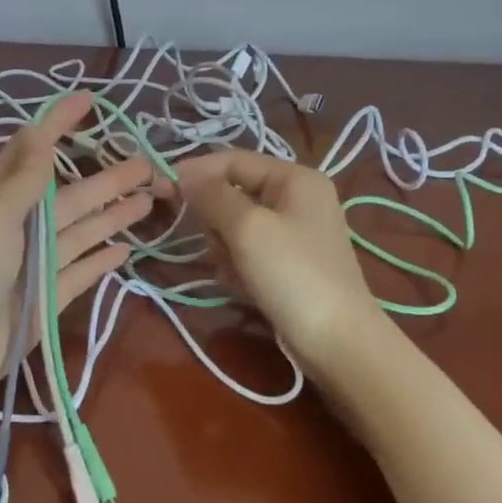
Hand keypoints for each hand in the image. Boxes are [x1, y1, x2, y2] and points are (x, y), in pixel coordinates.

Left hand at [0, 93, 158, 412]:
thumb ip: (24, 179)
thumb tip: (37, 129)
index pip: (34, 152)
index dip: (59, 124)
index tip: (89, 100)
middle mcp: (19, 227)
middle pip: (70, 196)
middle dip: (106, 178)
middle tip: (148, 163)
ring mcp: (35, 264)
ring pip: (81, 232)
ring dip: (112, 215)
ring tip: (149, 199)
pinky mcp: (47, 298)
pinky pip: (81, 273)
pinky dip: (101, 261)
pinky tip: (125, 249)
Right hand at [178, 151, 385, 375]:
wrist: (337, 342)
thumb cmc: (292, 274)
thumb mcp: (247, 227)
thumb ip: (212, 195)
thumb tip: (183, 175)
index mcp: (294, 178)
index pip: (233, 160)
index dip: (197, 172)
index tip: (164, 193)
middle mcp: (296, 198)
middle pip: (232, 193)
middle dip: (216, 219)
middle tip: (219, 246)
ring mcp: (294, 233)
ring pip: (235, 226)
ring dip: (225, 247)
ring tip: (234, 271)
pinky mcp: (288, 264)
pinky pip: (248, 252)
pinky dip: (238, 266)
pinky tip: (242, 287)